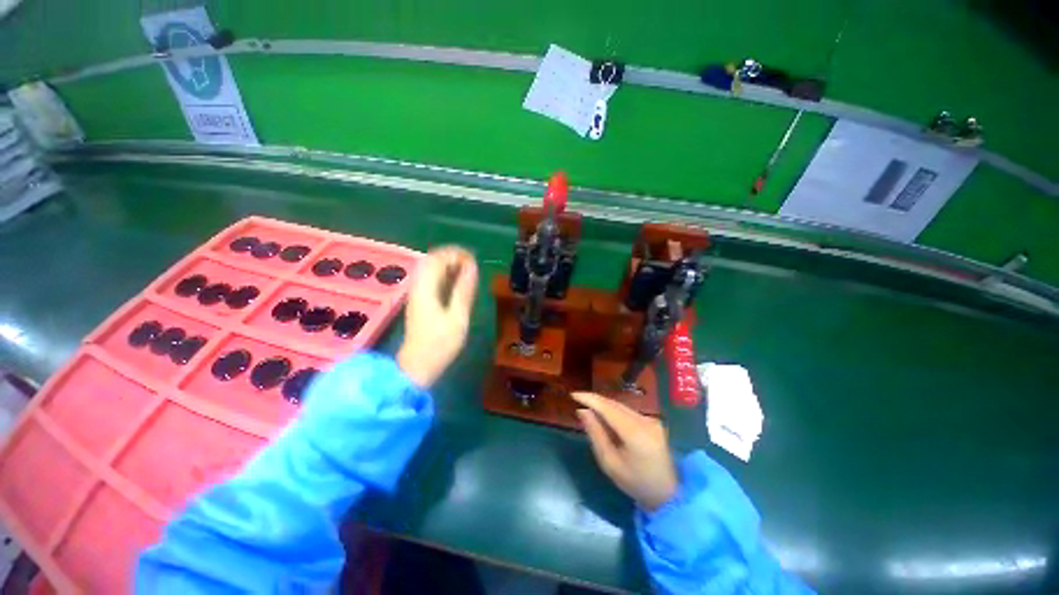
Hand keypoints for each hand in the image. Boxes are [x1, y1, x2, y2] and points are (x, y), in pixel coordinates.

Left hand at [396, 246, 478, 387]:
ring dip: (449, 265)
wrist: (417, 366)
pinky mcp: (419, 301)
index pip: (438, 258)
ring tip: (468, 271)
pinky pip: (431, 279)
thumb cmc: (440, 344)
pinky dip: (445, 275)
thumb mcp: (458, 317)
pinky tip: (457, 283)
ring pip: (430, 269)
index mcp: (426, 288)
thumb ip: (464, 290)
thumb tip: (472, 267)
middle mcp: (418, 286)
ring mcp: (417, 294)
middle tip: (472, 264)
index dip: (456, 254)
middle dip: (453, 257)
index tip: (474, 260)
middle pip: (432, 260)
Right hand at [572, 392, 677, 511]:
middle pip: (615, 405)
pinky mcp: (653, 422)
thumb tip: (582, 411)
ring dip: (604, 405)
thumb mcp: (609, 462)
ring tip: (588, 407)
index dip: (590, 399)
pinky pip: (628, 411)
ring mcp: (652, 420)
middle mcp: (645, 421)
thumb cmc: (634, 482)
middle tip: (578, 400)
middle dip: (595, 400)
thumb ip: (595, 434)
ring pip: (621, 406)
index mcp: (635, 433)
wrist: (666, 494)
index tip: (573, 394)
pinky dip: (614, 411)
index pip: (608, 408)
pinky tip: (604, 415)